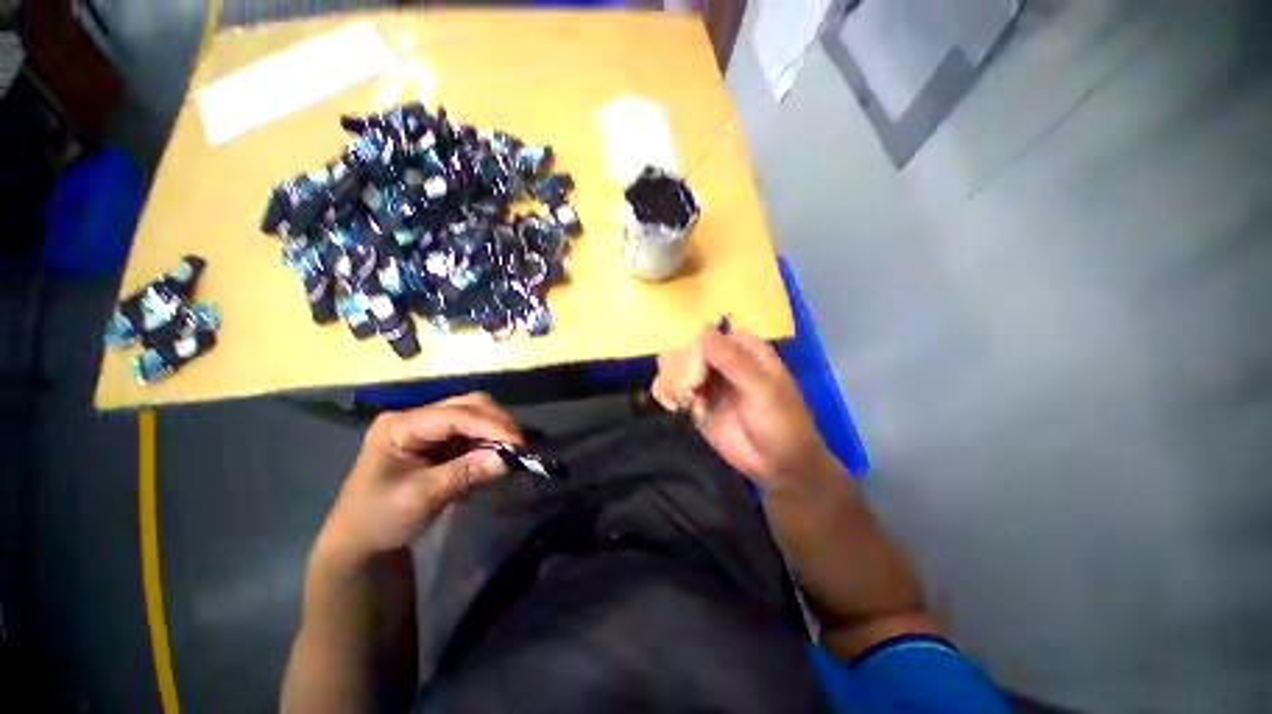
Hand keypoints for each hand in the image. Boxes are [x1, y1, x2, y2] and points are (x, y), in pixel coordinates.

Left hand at [316, 393, 522, 566]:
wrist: (361, 543)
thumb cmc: (379, 520)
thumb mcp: (420, 498)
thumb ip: (465, 473)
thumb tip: (508, 459)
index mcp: (400, 426)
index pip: (454, 415)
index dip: (490, 425)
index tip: (518, 443)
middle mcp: (416, 418)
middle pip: (467, 405)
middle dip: (496, 423)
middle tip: (519, 446)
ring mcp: (428, 427)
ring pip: (474, 414)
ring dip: (495, 431)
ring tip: (511, 452)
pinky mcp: (440, 440)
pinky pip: (473, 432)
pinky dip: (489, 442)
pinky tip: (496, 456)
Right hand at [652, 326, 837, 489]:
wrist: (778, 465)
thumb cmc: (780, 423)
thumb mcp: (762, 389)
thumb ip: (733, 360)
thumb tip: (703, 330)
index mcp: (742, 348)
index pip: (704, 338)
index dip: (694, 358)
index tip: (696, 382)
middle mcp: (720, 359)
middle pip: (684, 350)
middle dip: (681, 374)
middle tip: (690, 397)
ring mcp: (705, 380)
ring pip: (672, 365)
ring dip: (671, 384)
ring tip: (683, 404)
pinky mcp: (694, 400)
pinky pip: (667, 386)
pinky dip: (664, 393)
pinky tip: (674, 407)